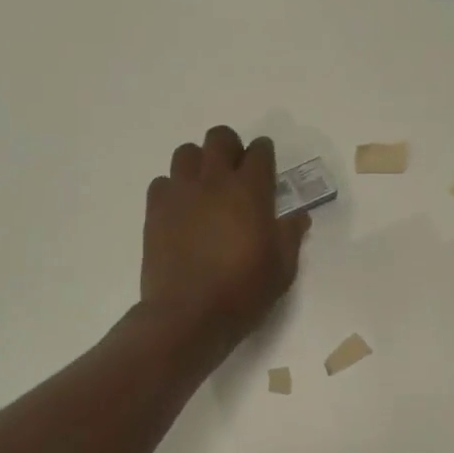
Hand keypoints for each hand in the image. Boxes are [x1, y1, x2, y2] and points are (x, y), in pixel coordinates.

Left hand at [140, 126, 309, 360]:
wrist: (188, 314)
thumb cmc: (244, 291)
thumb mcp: (283, 268)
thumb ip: (290, 235)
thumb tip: (298, 217)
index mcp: (251, 190)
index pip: (260, 151)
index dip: (264, 154)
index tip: (265, 166)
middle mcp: (215, 181)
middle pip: (220, 138)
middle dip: (230, 147)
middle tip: (235, 172)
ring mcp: (181, 193)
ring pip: (186, 152)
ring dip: (199, 163)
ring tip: (205, 188)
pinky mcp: (155, 210)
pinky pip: (162, 182)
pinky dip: (173, 189)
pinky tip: (181, 210)